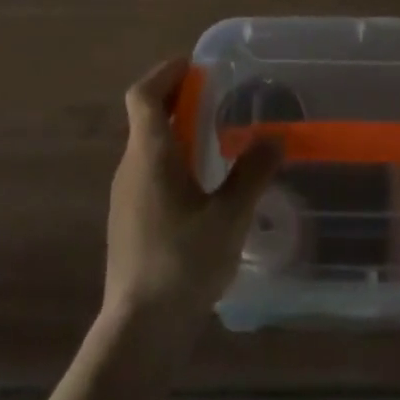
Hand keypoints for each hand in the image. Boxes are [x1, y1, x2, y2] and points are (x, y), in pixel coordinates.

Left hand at [103, 57, 282, 330]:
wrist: (138, 332)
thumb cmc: (182, 264)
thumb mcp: (229, 217)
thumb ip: (252, 173)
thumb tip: (274, 137)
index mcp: (150, 154)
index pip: (143, 94)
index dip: (166, 72)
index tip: (195, 66)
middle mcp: (130, 167)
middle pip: (146, 116)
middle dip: (177, 98)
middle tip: (215, 96)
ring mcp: (124, 197)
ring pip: (147, 146)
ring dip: (175, 130)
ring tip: (213, 137)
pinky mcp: (128, 223)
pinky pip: (147, 172)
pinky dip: (171, 159)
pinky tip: (200, 185)